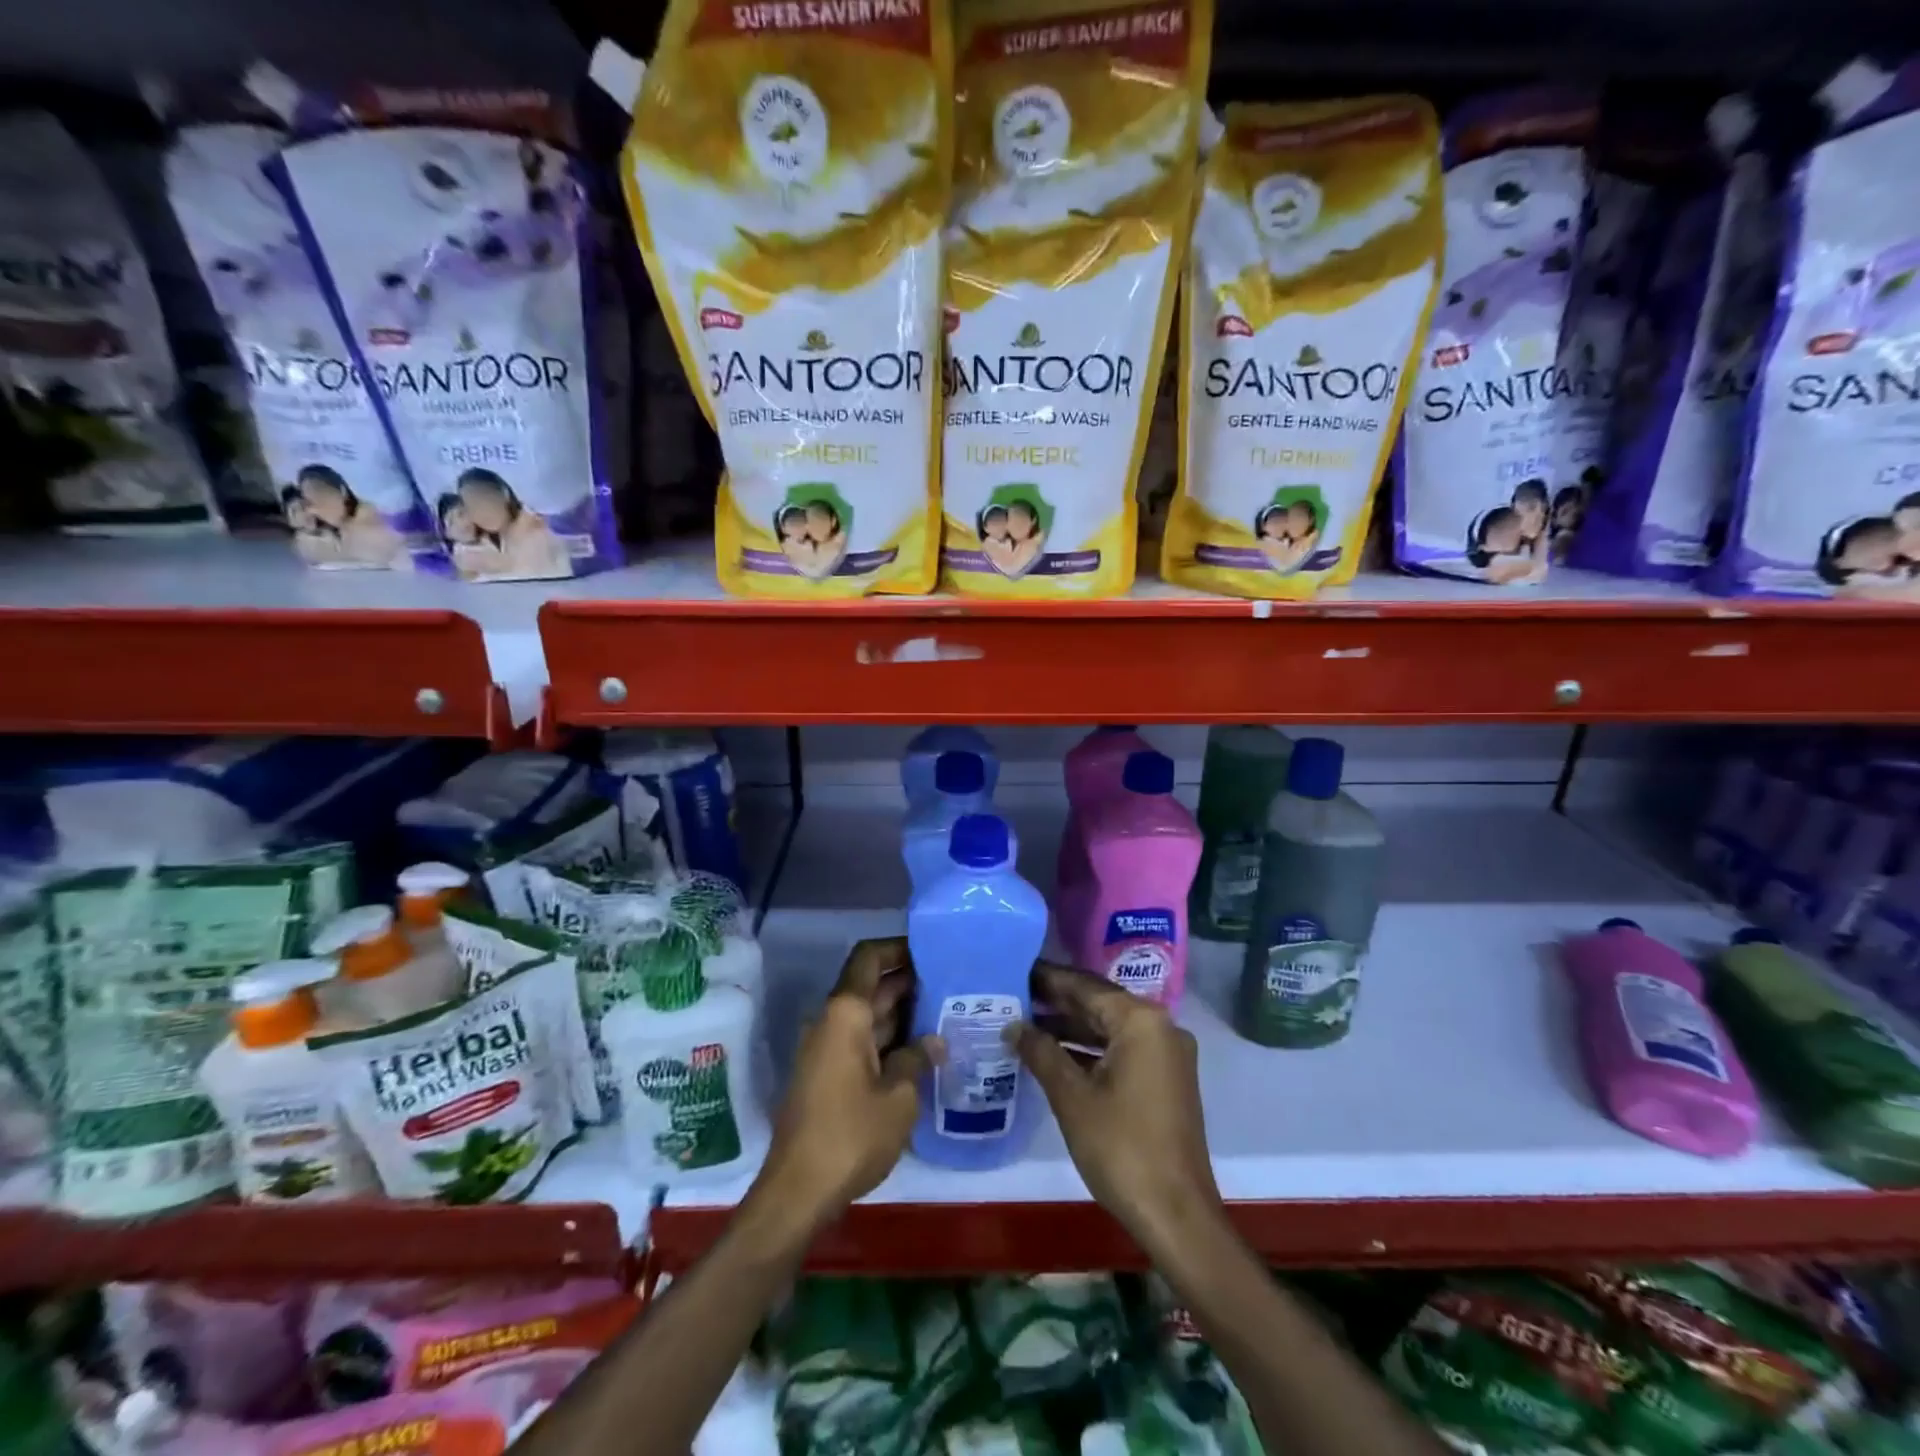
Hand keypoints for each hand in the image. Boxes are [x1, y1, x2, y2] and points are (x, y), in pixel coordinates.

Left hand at [755, 937, 939, 1232]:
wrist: (798, 1191)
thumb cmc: (851, 1135)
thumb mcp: (899, 1097)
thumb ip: (917, 1059)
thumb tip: (934, 1039)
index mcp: (845, 1013)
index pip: (869, 958)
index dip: (898, 947)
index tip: (931, 949)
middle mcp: (832, 1021)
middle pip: (871, 985)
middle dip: (909, 981)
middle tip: (952, 983)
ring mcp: (827, 1048)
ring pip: (868, 1014)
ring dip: (902, 1012)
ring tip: (946, 1012)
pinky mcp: (828, 1074)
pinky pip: (862, 1040)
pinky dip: (890, 1038)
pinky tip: (922, 1050)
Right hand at [1011, 963, 1221, 1252]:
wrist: (1177, 1215)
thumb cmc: (1121, 1148)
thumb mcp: (1072, 1097)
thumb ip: (1041, 1053)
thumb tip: (1013, 1026)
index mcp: (1141, 1021)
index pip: (1086, 987)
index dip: (1049, 979)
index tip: (1016, 968)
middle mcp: (1160, 1027)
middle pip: (1100, 1004)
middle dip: (1058, 1002)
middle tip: (1015, 994)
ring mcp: (1167, 1054)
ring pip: (1110, 1028)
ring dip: (1072, 1027)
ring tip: (1026, 1023)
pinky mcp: (1166, 1079)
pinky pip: (1122, 1050)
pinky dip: (1091, 1050)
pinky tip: (1055, 1055)